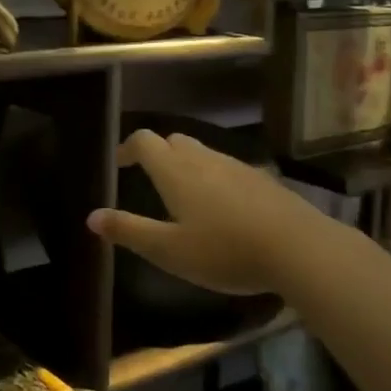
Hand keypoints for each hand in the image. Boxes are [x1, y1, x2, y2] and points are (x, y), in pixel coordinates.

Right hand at [87, 129, 333, 296]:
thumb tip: (91, 217)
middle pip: (174, 140)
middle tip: (150, 178)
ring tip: (184, 194)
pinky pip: (228, 169)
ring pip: (203, 153)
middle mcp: (203, 159)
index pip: (143, 141)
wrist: (300, 249)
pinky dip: (215, 178)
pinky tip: (224, 208)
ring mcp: (236, 166)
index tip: (119, 165)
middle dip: (157, 153)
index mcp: (175, 170)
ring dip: (186, 164)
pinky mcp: (262, 180)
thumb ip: (129, 231)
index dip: (127, 148)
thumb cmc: (225, 250)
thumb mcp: (169, 250)